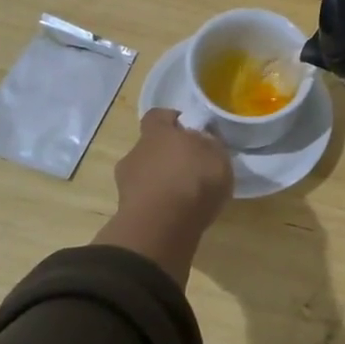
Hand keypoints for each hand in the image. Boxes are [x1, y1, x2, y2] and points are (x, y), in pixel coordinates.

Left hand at [93, 108, 233, 283]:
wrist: (161, 228)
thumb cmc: (193, 181)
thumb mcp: (218, 156)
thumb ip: (210, 144)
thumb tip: (202, 139)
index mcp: (157, 132)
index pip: (159, 115)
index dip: (173, 121)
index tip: (190, 131)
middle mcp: (136, 152)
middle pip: (151, 147)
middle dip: (168, 155)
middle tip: (192, 168)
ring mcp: (127, 182)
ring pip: (146, 175)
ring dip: (162, 182)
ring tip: (185, 196)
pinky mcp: (127, 210)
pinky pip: (146, 200)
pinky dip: (158, 204)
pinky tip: (176, 214)